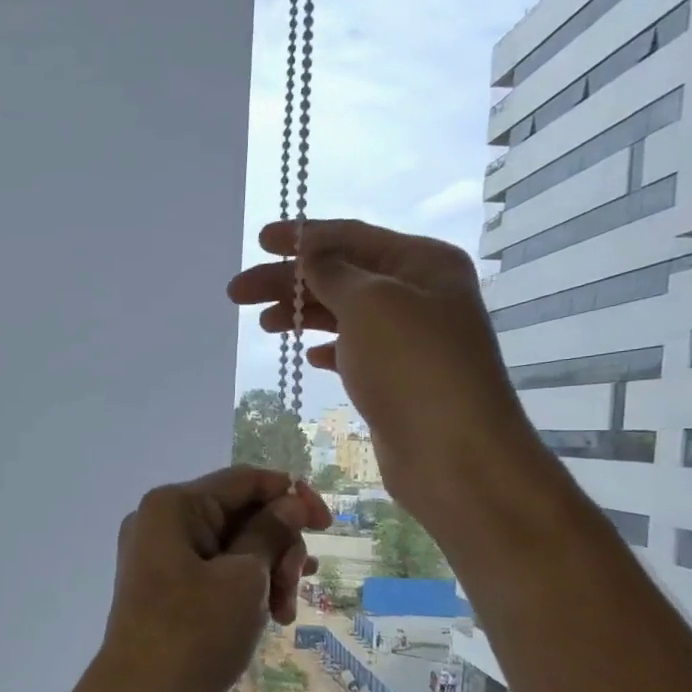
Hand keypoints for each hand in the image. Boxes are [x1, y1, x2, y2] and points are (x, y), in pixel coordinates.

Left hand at [91, 466, 330, 691]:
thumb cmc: (194, 633)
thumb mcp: (244, 578)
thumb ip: (271, 532)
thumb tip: (292, 502)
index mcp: (174, 506)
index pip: (244, 480)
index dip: (291, 495)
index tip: (328, 524)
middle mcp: (161, 521)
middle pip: (240, 513)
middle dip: (278, 546)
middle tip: (294, 587)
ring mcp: (159, 554)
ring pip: (232, 545)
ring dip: (267, 571)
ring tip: (284, 612)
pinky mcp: (164, 585)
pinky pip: (215, 570)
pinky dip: (245, 586)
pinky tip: (273, 611)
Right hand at [226, 219, 546, 527]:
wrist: (454, 454)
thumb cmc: (412, 366)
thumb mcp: (369, 303)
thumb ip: (333, 272)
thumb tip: (310, 253)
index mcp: (422, 262)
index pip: (352, 237)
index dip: (302, 237)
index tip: (259, 241)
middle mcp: (419, 293)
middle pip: (341, 275)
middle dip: (288, 281)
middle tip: (237, 292)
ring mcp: (408, 339)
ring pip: (343, 314)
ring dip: (301, 314)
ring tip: (262, 324)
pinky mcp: (397, 378)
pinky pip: (354, 350)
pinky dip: (327, 347)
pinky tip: (308, 356)